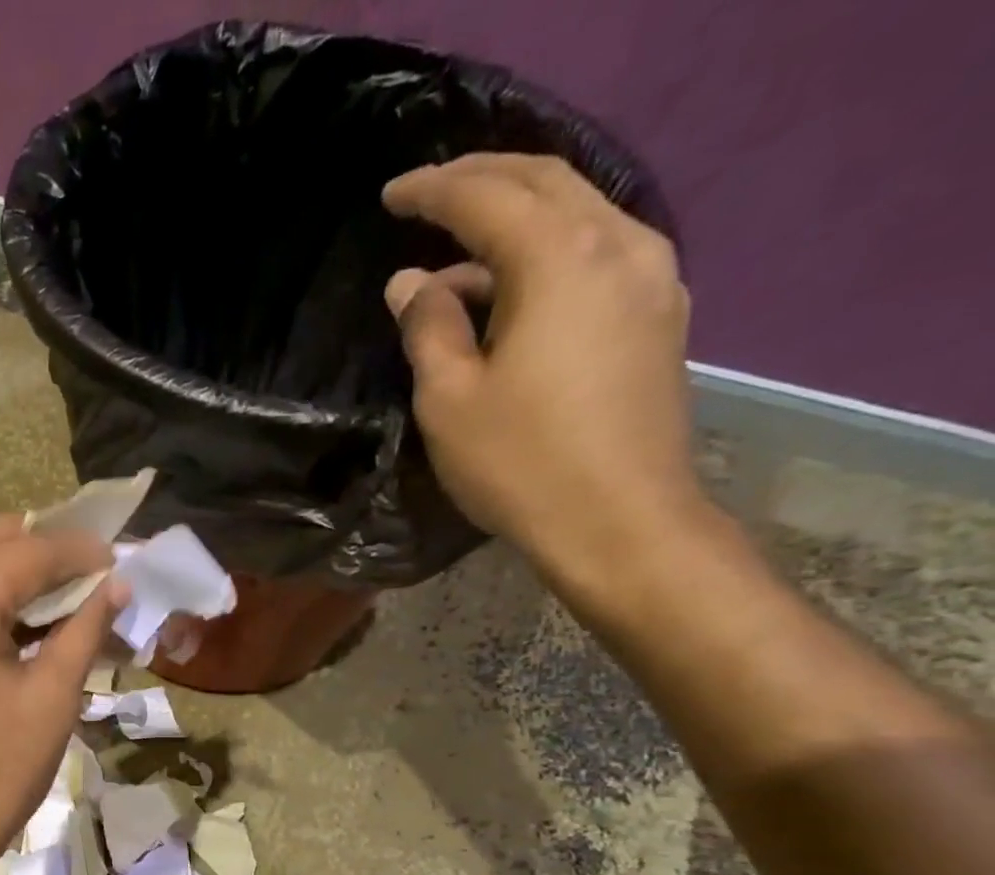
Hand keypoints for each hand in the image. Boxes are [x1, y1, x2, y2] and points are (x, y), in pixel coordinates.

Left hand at [0, 514, 124, 874]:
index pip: (26, 551)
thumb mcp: (52, 697)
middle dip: (44, 549)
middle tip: (93, 574)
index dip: (79, 551)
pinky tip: (22, 620)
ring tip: (65, 598)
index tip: (120, 559)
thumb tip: (118, 585)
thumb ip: (86, 628)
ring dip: (14, 571)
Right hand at [382, 154, 706, 581]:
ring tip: (454, 262)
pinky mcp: (657, 314)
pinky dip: (544, 254)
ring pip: (575, 217)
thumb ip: (428, 329)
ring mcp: (650, 277)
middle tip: (426, 195)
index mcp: (560, 259)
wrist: (619, 520)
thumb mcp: (449, 399)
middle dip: (481, 181)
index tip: (389, 197)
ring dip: (513, 222)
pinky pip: (595, 253)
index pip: (487, 198)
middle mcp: (618, 245)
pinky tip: (510, 291)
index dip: (433, 191)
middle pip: (544, 184)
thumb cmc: (520, 463)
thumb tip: (410, 283)